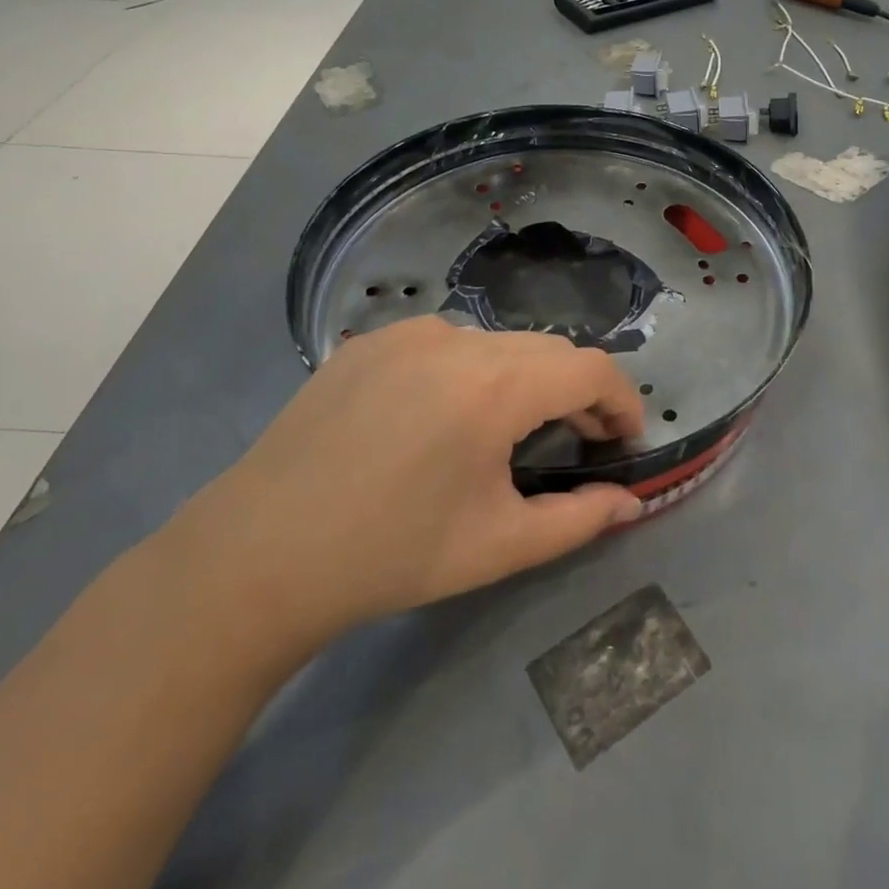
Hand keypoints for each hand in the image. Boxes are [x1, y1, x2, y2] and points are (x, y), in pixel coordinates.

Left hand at [170, 316, 644, 665]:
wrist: (258, 555)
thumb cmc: (391, 555)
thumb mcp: (498, 546)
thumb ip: (579, 520)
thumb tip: (630, 502)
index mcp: (495, 386)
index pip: (590, 370)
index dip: (621, 401)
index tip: (625, 441)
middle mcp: (458, 339)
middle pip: (547, 350)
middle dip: (577, 391)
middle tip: (577, 442)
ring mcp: (408, 332)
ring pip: (497, 343)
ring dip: (523, 379)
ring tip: (508, 431)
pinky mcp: (370, 340)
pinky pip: (445, 343)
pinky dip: (470, 371)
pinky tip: (442, 418)